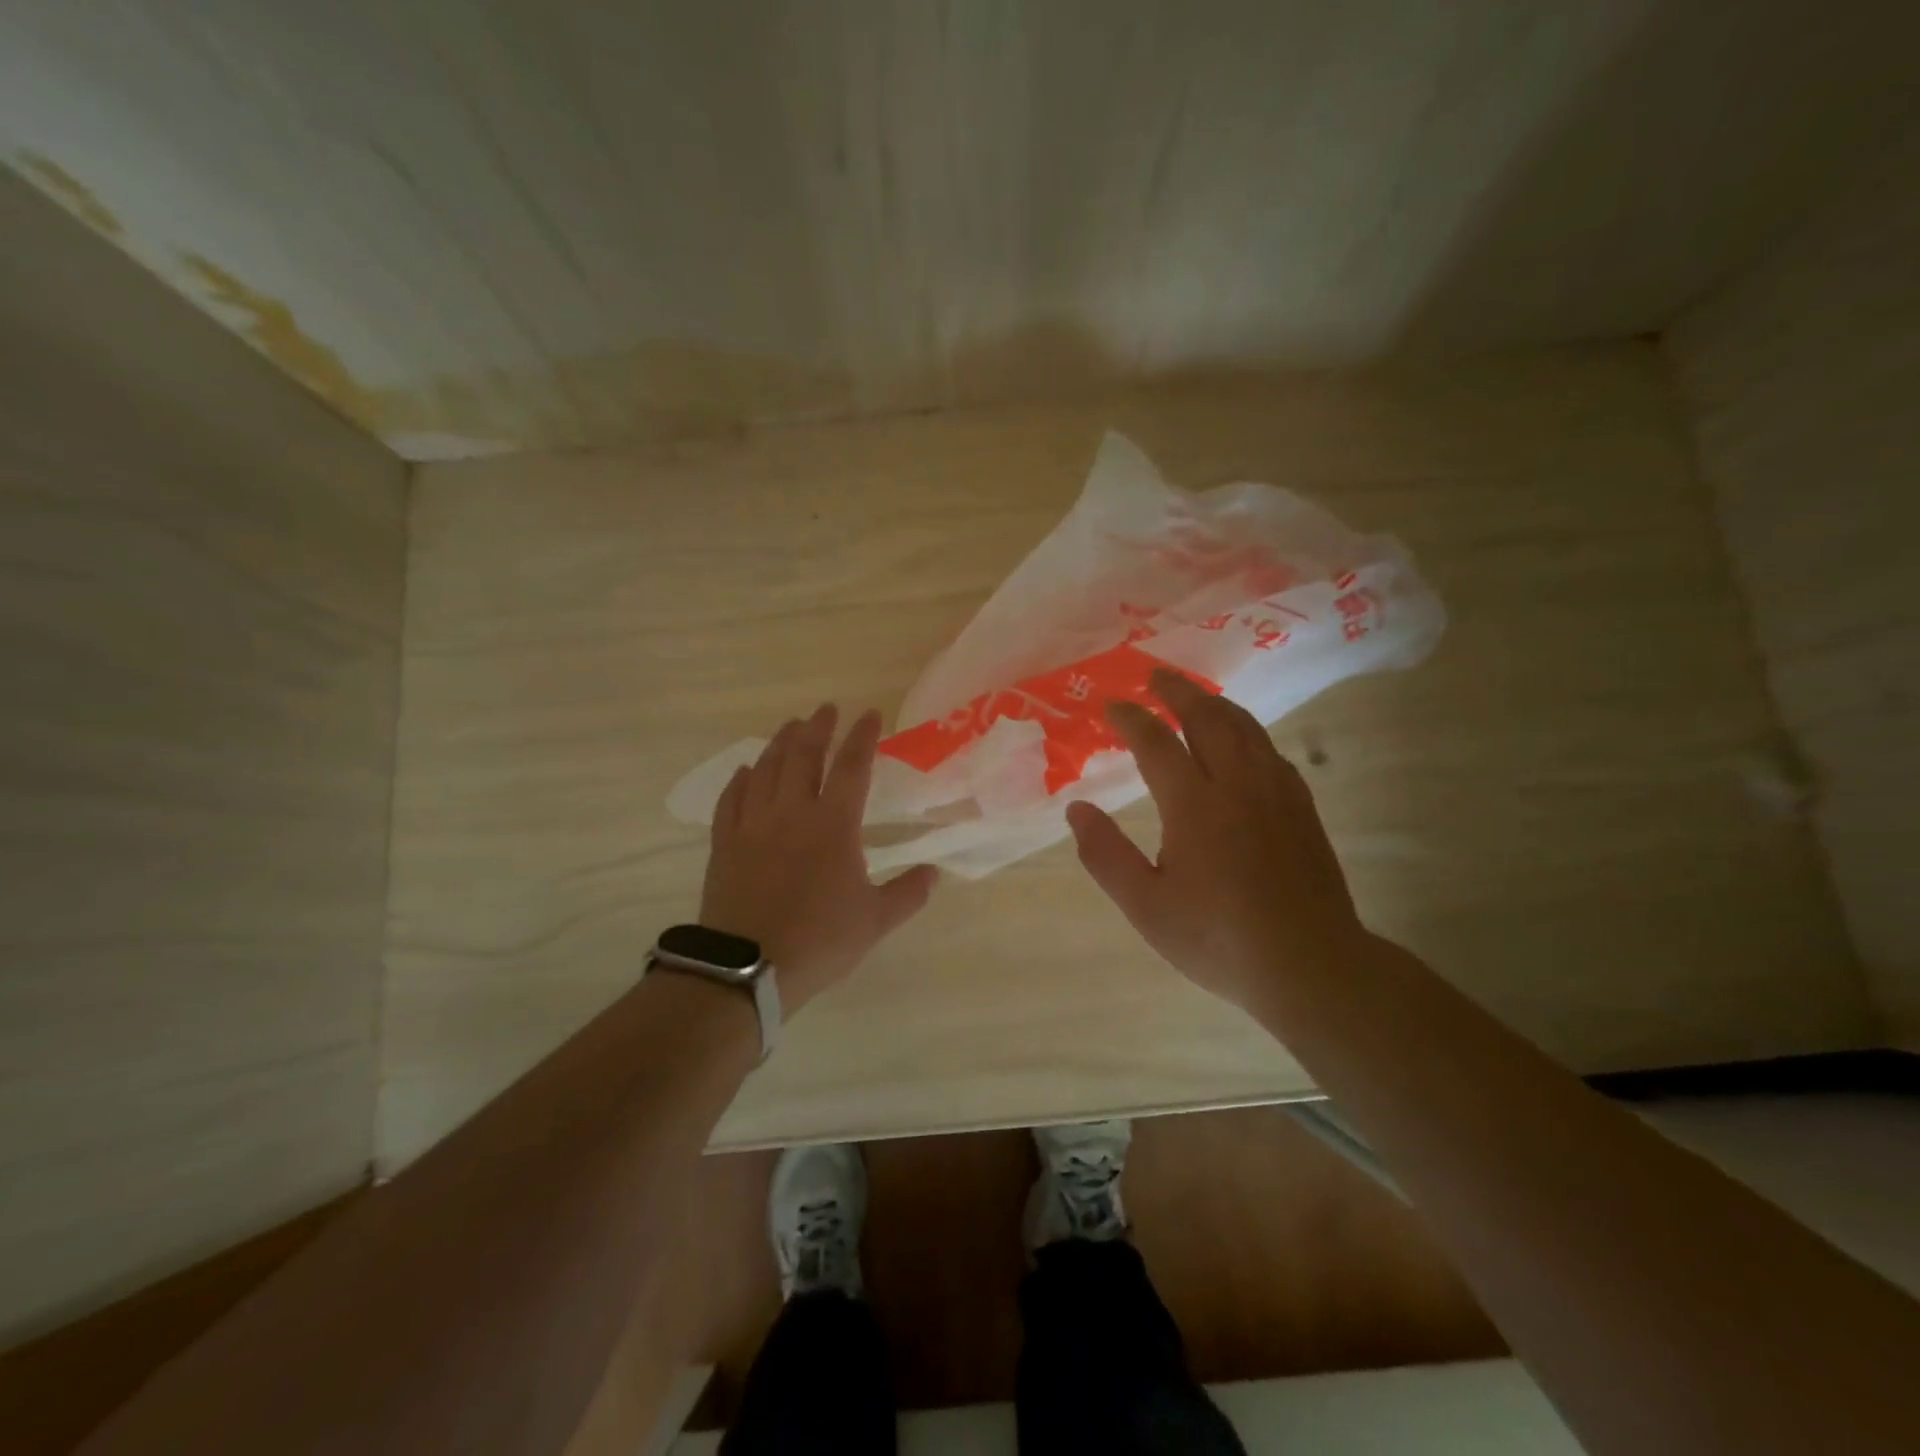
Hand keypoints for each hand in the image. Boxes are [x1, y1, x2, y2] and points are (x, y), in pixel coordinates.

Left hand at [700, 704, 938, 1010]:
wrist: (747, 968)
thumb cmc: (819, 940)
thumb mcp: (875, 921)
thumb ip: (908, 893)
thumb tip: (934, 872)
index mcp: (833, 825)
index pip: (851, 767)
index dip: (862, 737)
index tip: (869, 714)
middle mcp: (792, 812)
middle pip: (803, 755)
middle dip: (817, 727)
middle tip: (826, 709)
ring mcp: (753, 825)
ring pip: (766, 769)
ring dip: (780, 743)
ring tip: (791, 726)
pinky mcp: (725, 843)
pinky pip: (732, 799)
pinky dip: (740, 779)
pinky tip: (746, 770)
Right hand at [1065, 669, 1365, 1014]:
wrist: (1309, 964)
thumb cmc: (1217, 938)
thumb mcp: (1145, 906)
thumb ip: (1106, 855)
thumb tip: (1076, 809)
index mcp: (1194, 804)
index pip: (1155, 742)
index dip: (1130, 718)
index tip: (1110, 706)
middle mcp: (1237, 784)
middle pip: (1207, 717)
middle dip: (1177, 691)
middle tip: (1155, 676)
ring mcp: (1276, 791)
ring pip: (1244, 727)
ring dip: (1215, 703)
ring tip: (1195, 695)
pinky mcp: (1301, 806)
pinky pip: (1270, 749)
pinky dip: (1247, 730)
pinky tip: (1242, 740)